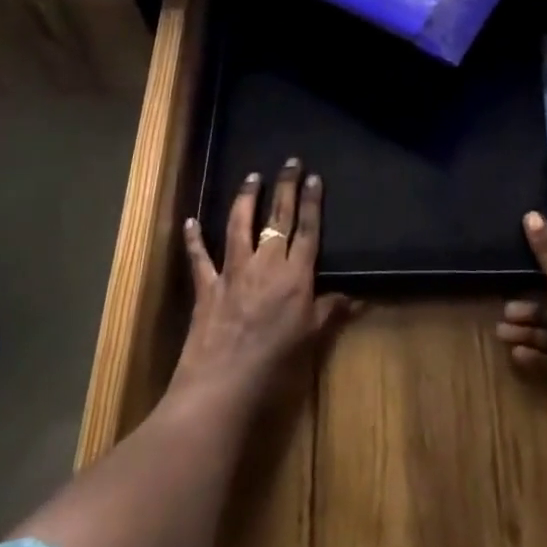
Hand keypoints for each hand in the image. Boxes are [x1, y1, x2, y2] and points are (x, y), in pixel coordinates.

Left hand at [170, 158, 352, 411]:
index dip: (312, 202)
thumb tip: (355, 297)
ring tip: (252, 177)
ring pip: (240, 225)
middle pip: (278, 218)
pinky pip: (200, 257)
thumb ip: (329, 312)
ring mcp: (234, 271)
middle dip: (285, 187)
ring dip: (246, 199)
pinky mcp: (207, 286)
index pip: (308, 230)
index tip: (314, 177)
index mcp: (295, 276)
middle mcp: (266, 264)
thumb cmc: (275, 365)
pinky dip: (194, 239)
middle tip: (290, 162)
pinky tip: (191, 221)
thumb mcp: (310, 339)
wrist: (224, 385)